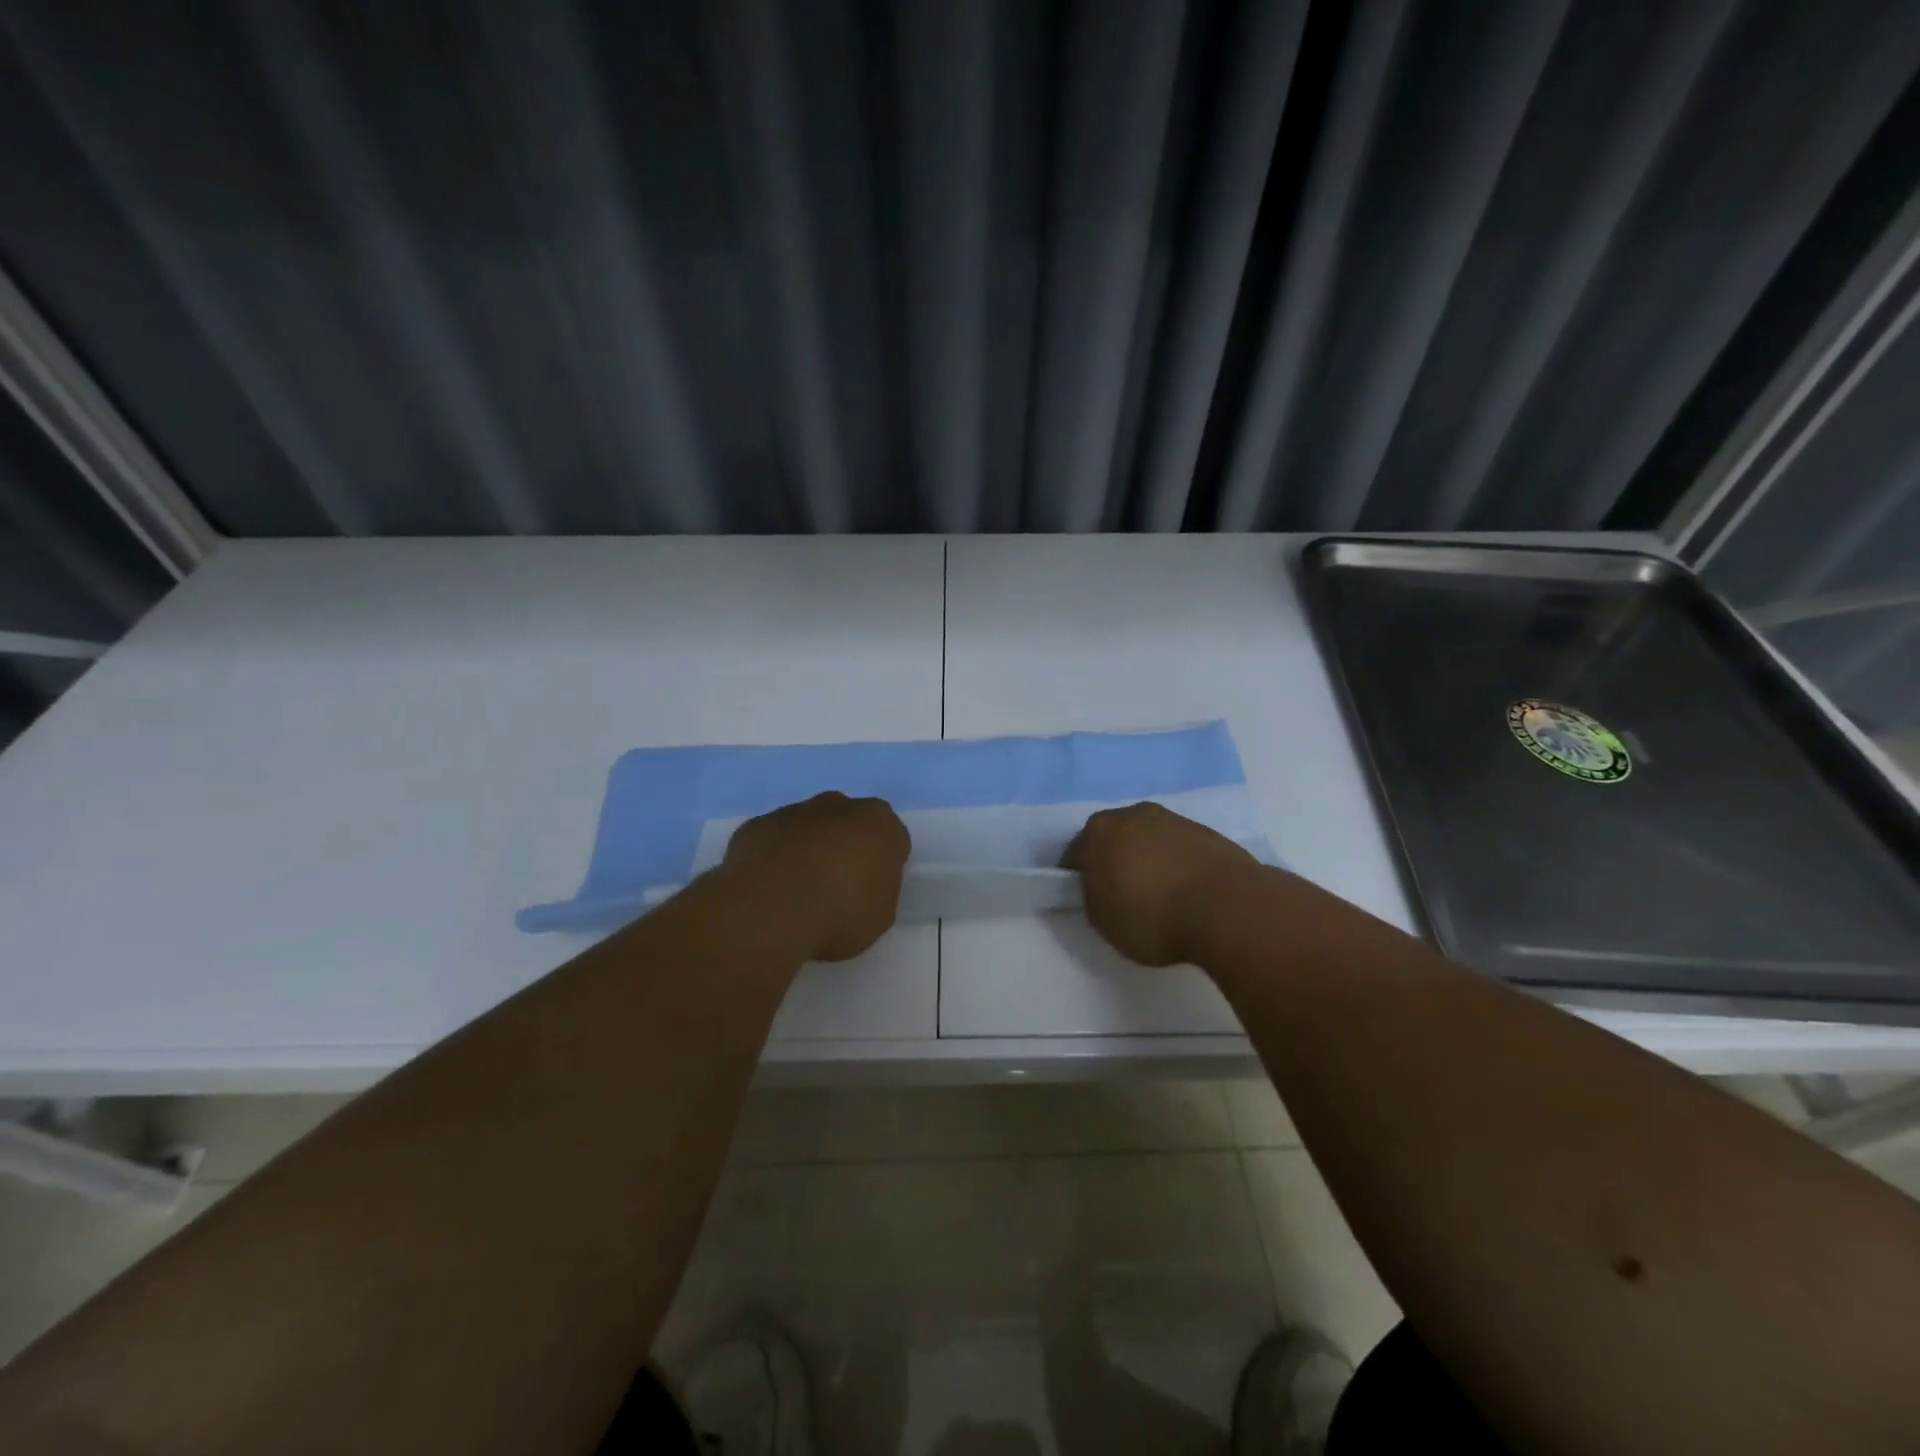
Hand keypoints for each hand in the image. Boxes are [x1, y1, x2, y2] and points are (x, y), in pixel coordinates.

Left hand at [722, 792, 909, 961]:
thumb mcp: (880, 916)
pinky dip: (774, 857)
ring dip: (807, 850)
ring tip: (797, 892)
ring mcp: (794, 811)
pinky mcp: (757, 824)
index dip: (883, 866)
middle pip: (849, 823)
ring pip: (809, 827)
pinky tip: (768, 889)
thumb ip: (878, 891)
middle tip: (836, 888)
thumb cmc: (839, 914)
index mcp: (880, 823)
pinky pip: (773, 840)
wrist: (770, 910)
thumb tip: (864, 886)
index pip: (892, 839)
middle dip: (845, 847)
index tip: (871, 891)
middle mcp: (840, 805)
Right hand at [1061, 803, 1258, 965]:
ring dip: (1147, 857)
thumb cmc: (1151, 915)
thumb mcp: (1102, 920)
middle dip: (1112, 858)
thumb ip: (1093, 896)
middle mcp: (1132, 815)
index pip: (1075, 852)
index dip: (1077, 875)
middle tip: (1119, 891)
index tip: (1086, 896)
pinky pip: (1178, 847)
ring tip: (1158, 892)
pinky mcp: (1206, 832)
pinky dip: (1176, 862)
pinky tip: (1184, 890)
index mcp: (1099, 831)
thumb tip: (1100, 885)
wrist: (1226, 907)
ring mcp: (1172, 819)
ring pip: (1148, 838)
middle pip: (1113, 837)